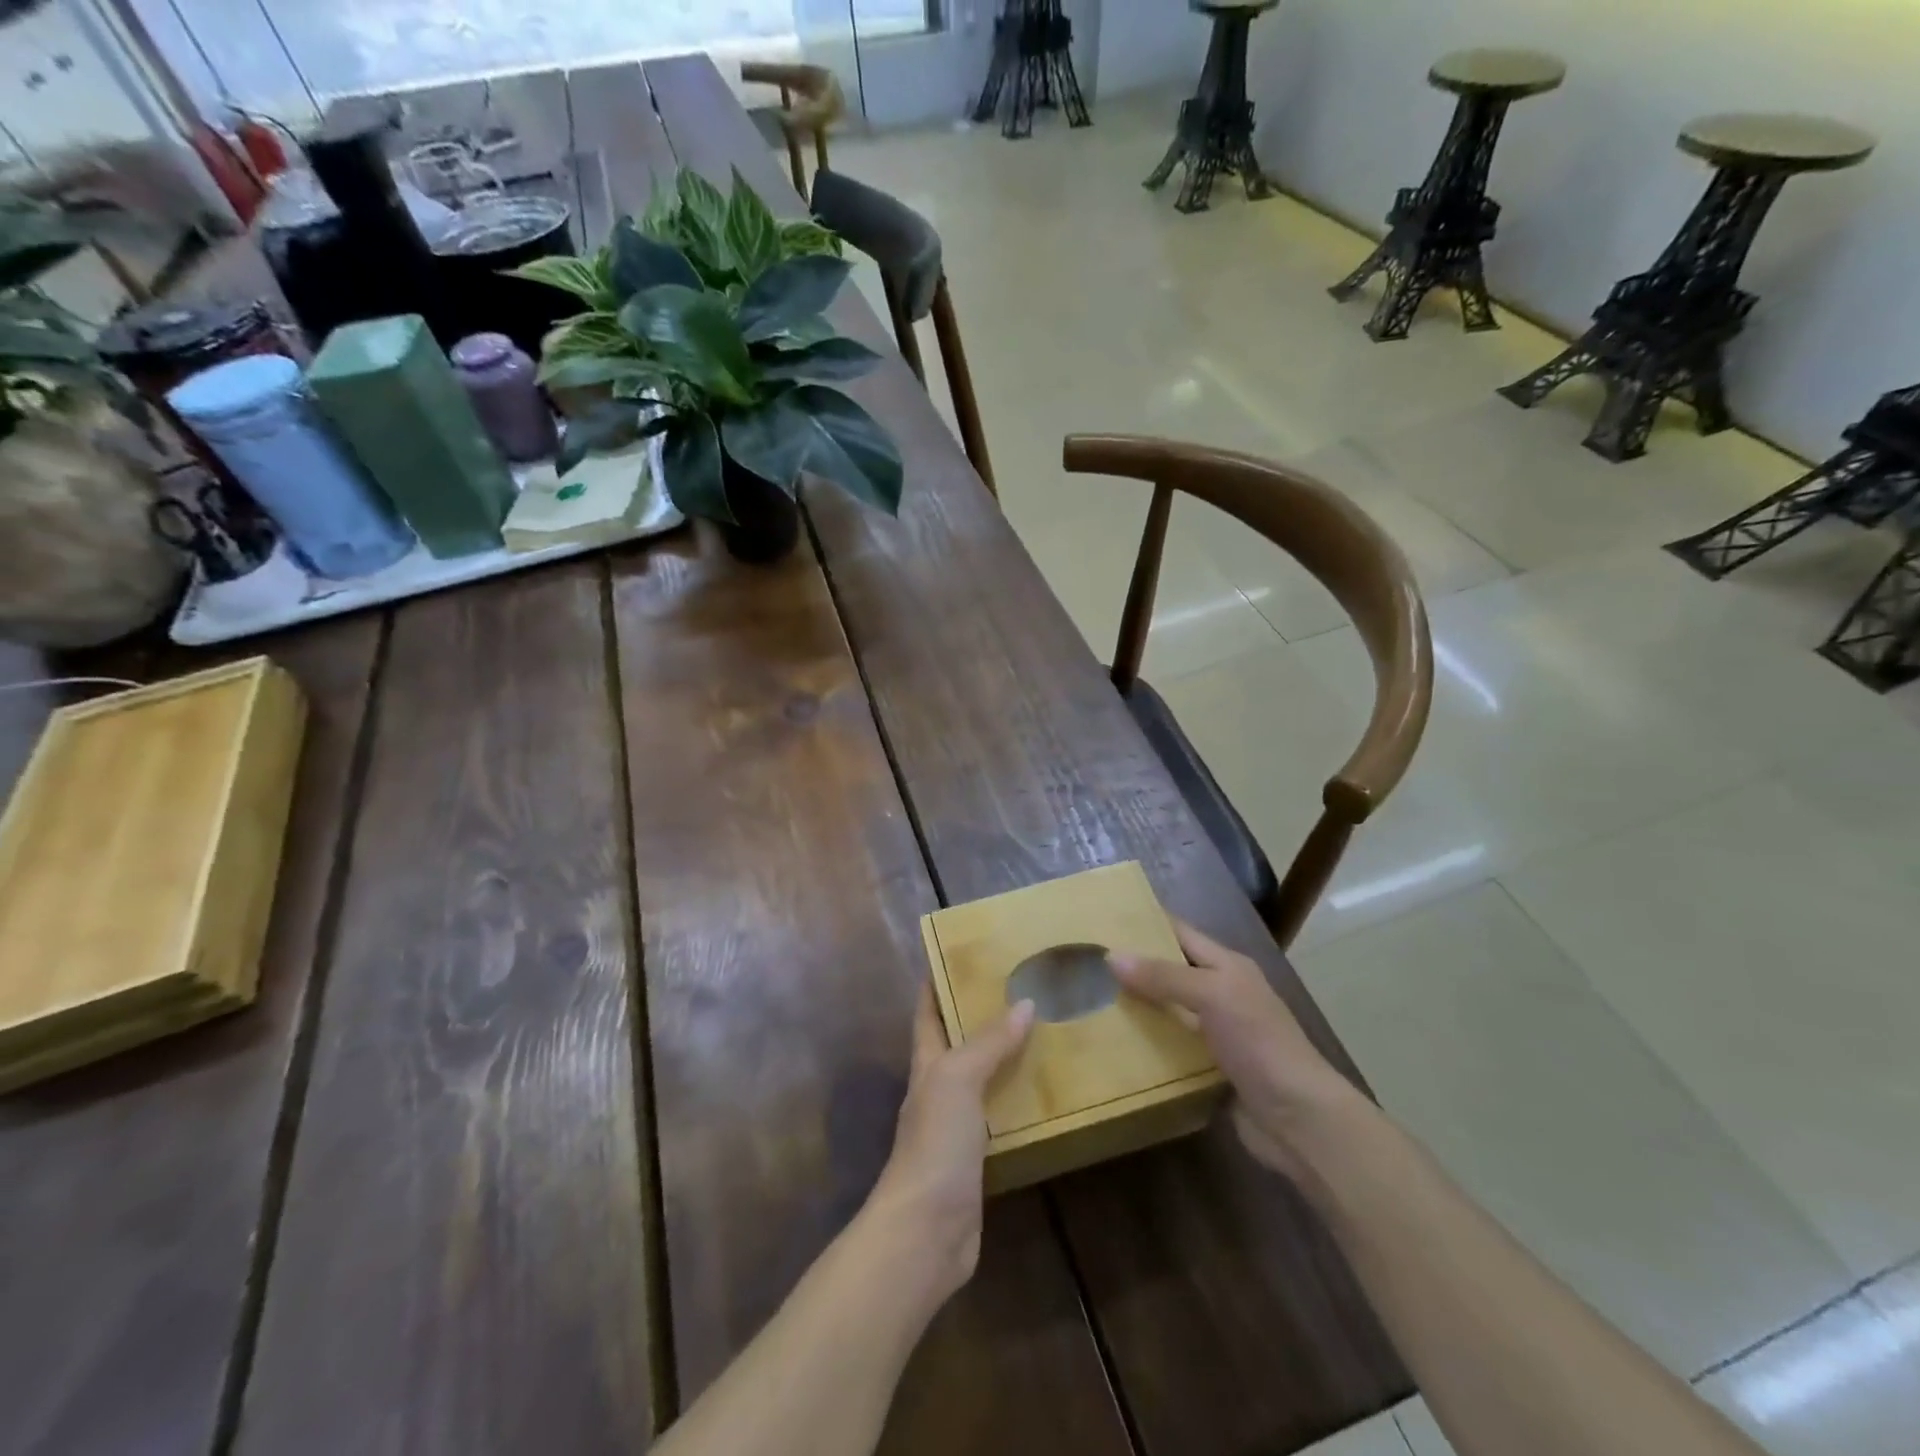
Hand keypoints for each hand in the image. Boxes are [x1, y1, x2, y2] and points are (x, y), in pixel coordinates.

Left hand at [866, 985, 1033, 1302]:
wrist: (927, 1231)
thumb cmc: (935, 1144)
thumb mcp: (957, 1080)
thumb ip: (988, 1043)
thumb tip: (1025, 1003)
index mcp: (927, 1062)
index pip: (928, 1009)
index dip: (939, 978)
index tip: (964, 949)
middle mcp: (940, 1086)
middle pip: (960, 1039)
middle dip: (984, 1011)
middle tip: (1024, 983)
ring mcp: (959, 1123)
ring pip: (986, 1074)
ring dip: (1008, 1053)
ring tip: (1048, 1026)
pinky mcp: (981, 1155)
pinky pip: (1004, 1113)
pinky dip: (1022, 1096)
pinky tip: (1050, 1089)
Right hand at [1111, 920, 1361, 1178]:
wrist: (1298, 1120)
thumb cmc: (1259, 1043)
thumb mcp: (1213, 996)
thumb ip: (1164, 976)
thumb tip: (1112, 956)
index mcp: (1228, 966)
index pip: (1181, 933)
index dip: (1148, 923)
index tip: (1105, 919)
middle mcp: (1223, 994)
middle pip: (1172, 972)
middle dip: (1135, 967)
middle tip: (1087, 962)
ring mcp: (1217, 1034)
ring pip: (1169, 1011)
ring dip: (1137, 1008)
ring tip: (1090, 1001)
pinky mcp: (1210, 1069)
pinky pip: (1171, 1049)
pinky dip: (1147, 1046)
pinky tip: (1114, 1046)